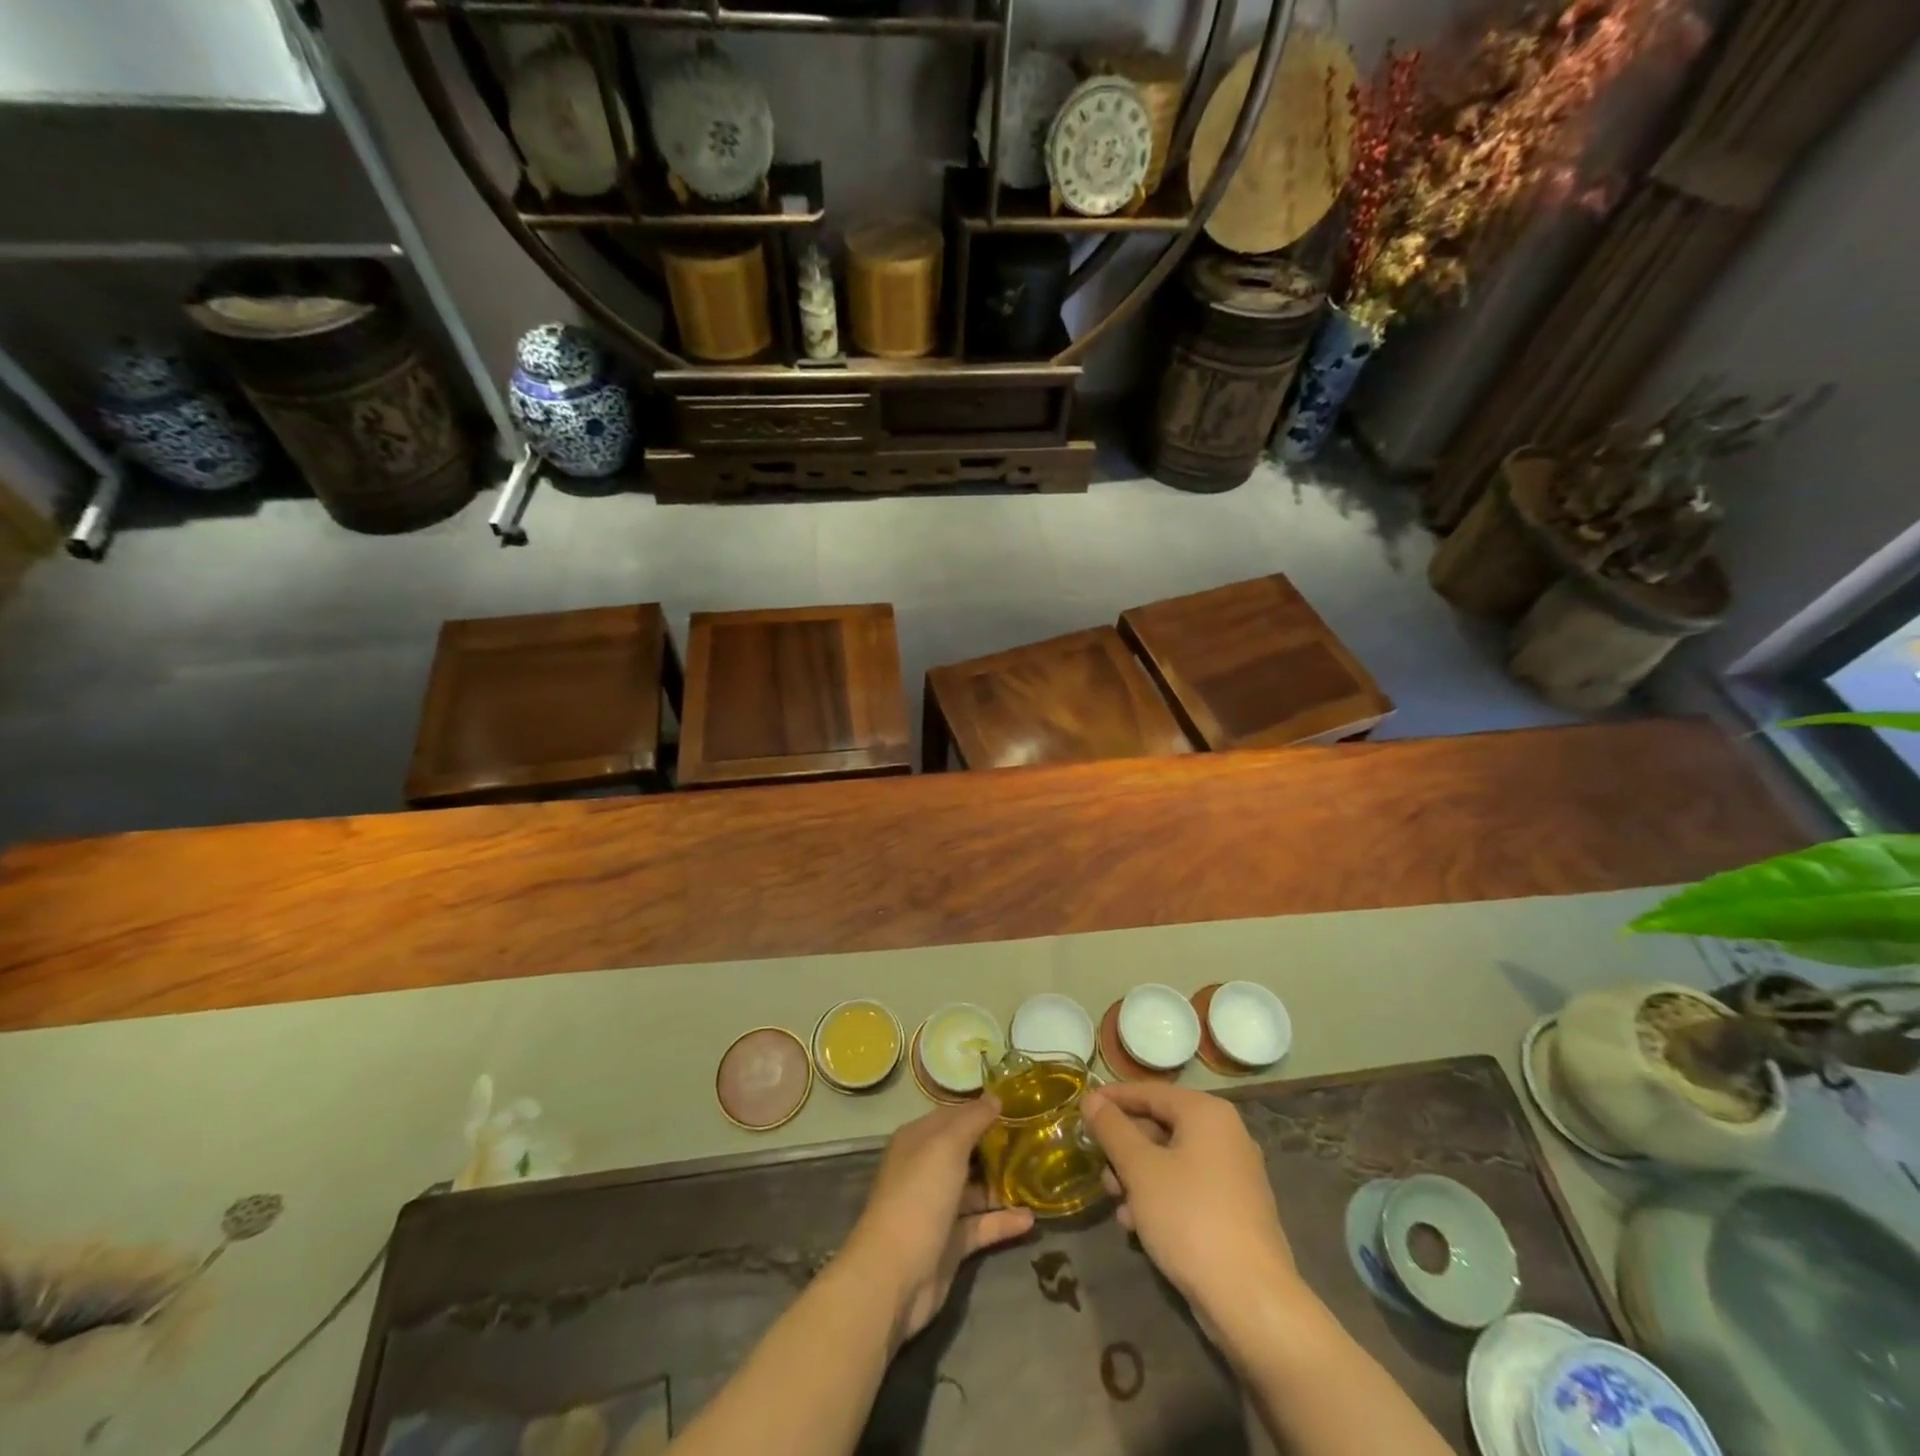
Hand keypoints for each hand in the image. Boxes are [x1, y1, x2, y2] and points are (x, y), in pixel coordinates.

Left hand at [838, 1098, 1034, 1347]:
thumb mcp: (946, 1147)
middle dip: (998, 1146)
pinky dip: (1003, 1221)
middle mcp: (927, 1169)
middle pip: (967, 1151)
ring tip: (1040, 1177)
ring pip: (976, 1189)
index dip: (983, 1109)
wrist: (894, 1275)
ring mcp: (938, 1207)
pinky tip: (1031, 1219)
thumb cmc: (919, 1196)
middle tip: (1037, 1139)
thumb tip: (995, 1097)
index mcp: (919, 1140)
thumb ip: (973, 1120)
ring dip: (1003, 1184)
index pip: (954, 1115)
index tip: (1019, 1105)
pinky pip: (981, 1225)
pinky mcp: (950, 1242)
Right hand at [1083, 1082, 1299, 1324]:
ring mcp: (1234, 1174)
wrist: (1251, 1300)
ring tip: (1116, 1202)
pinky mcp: (1236, 1210)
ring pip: (1172, 1160)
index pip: (1150, 1092)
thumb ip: (1112, 1129)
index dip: (1113, 1099)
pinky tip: (1137, 1225)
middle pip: (1161, 1126)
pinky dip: (1161, 1197)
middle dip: (1125, 1147)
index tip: (1082, 1109)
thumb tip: (1091, 1099)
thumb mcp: (1140, 1169)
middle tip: (1098, 1166)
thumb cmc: (1189, 1217)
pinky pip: (1188, 1188)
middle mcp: (1226, 1134)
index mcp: (1207, 1113)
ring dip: (1138, 1177)